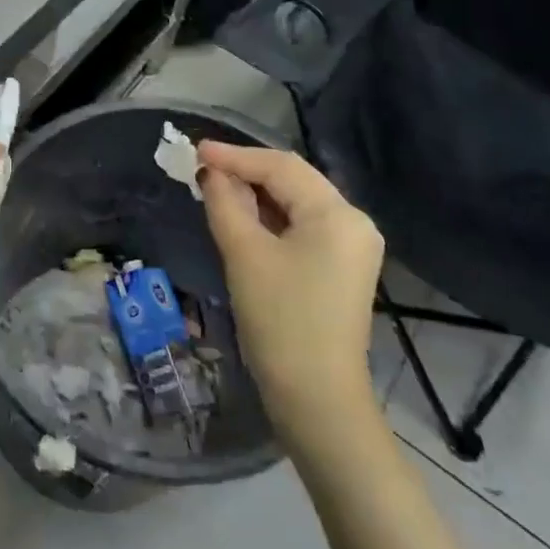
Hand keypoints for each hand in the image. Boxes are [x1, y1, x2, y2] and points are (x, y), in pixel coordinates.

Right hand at [197, 142, 384, 441]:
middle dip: (246, 171)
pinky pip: (302, 226)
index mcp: (338, 214)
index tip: (196, 149)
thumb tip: (210, 172)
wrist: (316, 399)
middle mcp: (353, 222)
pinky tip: (241, 215)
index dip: (235, 155)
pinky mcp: (342, 267)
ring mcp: (352, 246)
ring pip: (297, 202)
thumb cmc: (280, 320)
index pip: (281, 167)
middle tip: (202, 167)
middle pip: (293, 180)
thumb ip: (225, 202)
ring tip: (215, 187)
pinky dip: (270, 217)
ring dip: (256, 193)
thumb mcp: (244, 254)